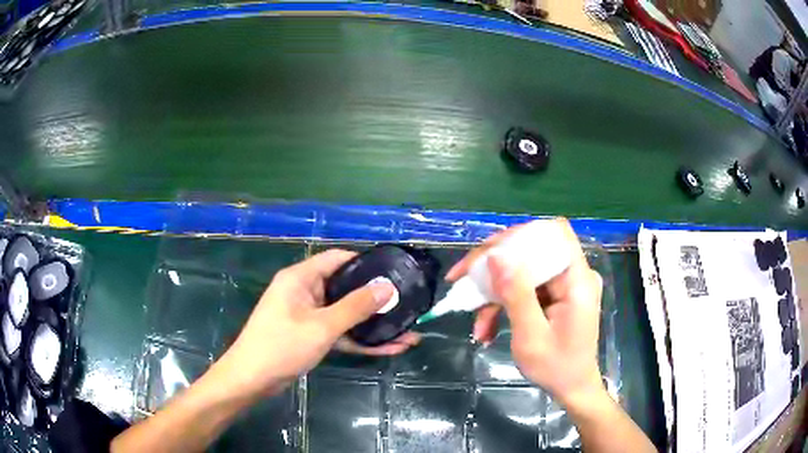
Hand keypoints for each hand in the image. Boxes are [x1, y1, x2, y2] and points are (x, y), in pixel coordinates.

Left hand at [212, 249, 419, 399]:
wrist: (252, 379)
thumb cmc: (282, 346)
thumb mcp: (322, 326)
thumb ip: (355, 307)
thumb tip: (387, 288)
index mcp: (301, 278)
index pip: (337, 259)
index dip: (365, 262)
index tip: (393, 270)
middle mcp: (304, 292)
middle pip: (345, 288)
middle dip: (375, 299)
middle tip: (407, 303)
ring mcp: (308, 316)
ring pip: (345, 314)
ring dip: (373, 325)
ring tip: (408, 331)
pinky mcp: (310, 335)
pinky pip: (339, 332)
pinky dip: (360, 340)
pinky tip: (389, 348)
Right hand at [447, 218, 604, 407]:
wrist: (572, 388)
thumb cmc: (556, 367)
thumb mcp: (531, 336)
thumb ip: (516, 294)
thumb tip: (495, 256)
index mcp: (577, 280)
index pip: (554, 233)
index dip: (520, 235)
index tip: (488, 254)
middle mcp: (573, 275)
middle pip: (531, 251)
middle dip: (494, 268)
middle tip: (462, 280)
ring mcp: (564, 286)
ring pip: (522, 272)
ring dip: (494, 295)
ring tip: (476, 326)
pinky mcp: (555, 296)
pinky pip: (524, 289)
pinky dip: (503, 305)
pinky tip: (487, 329)